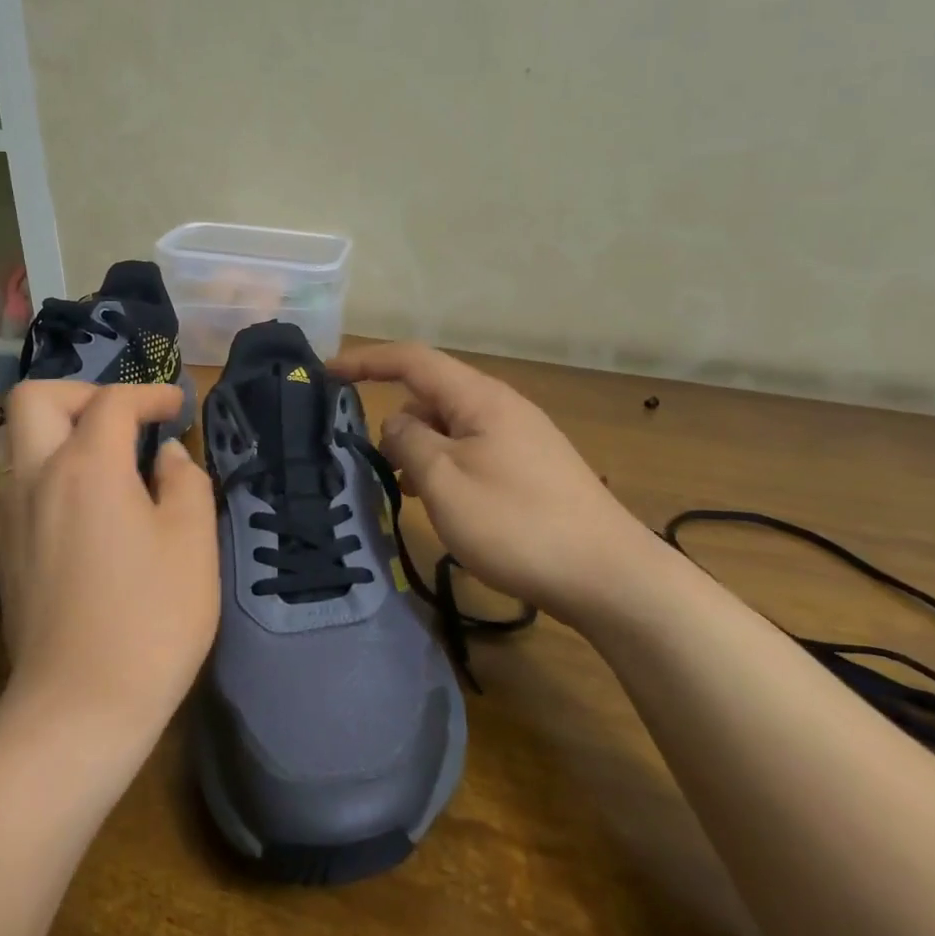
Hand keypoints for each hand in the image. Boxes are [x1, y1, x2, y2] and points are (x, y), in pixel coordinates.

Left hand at [0, 382, 217, 743]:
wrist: (82, 706)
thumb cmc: (152, 619)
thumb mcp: (194, 543)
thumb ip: (186, 481)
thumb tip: (167, 456)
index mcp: (89, 466)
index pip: (113, 401)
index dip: (150, 393)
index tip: (176, 408)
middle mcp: (36, 477)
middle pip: (34, 398)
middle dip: (81, 392)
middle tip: (119, 418)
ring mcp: (6, 516)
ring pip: (5, 441)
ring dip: (46, 431)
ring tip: (86, 455)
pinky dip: (22, 478)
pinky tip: (50, 502)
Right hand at [329, 343, 660, 628]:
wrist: (608, 576)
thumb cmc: (517, 524)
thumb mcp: (445, 481)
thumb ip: (409, 441)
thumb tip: (397, 422)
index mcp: (479, 398)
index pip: (412, 360)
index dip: (366, 360)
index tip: (326, 371)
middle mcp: (500, 407)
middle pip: (431, 393)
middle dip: (393, 415)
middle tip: (365, 456)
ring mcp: (519, 438)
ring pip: (450, 427)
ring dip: (418, 447)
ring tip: (399, 487)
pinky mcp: (529, 468)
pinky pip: (471, 450)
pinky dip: (443, 465)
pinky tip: (436, 501)